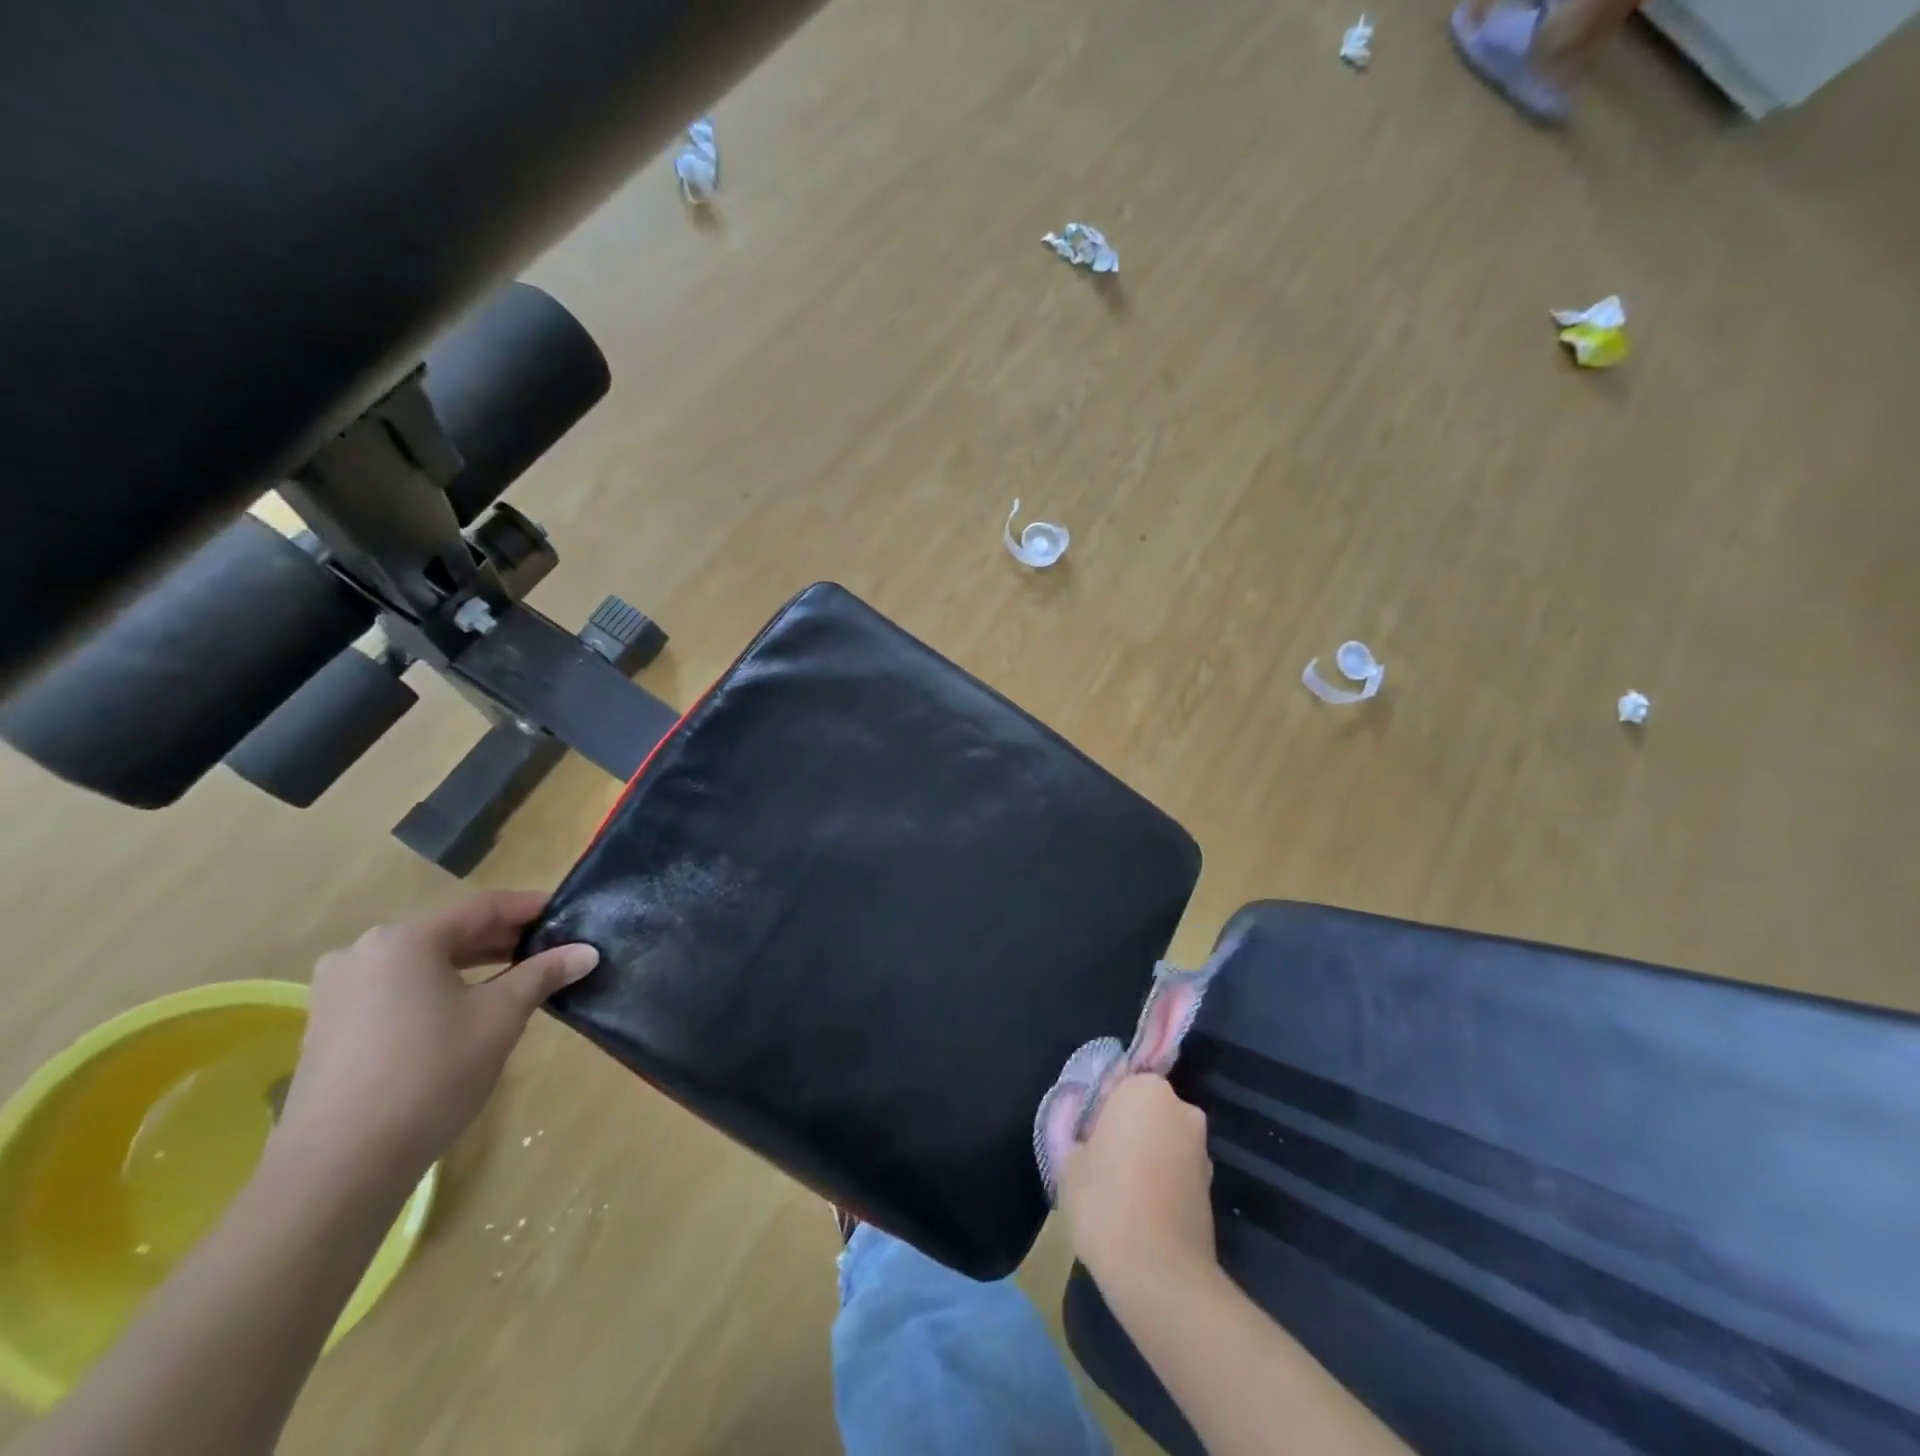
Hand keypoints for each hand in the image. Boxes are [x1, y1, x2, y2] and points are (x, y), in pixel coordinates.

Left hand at [274, 891, 598, 1181]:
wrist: (339, 1167)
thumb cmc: (430, 1074)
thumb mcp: (500, 1017)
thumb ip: (543, 974)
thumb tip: (587, 951)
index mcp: (405, 939)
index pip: (484, 907)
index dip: (530, 908)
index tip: (567, 914)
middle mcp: (364, 951)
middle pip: (450, 932)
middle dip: (502, 939)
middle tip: (550, 949)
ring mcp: (338, 989)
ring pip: (423, 961)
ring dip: (471, 964)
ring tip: (516, 978)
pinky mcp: (329, 1024)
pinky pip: (397, 987)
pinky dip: (438, 987)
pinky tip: (467, 1008)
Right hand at [1058, 1074, 1216, 1296]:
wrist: (1160, 1276)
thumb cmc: (1106, 1203)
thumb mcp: (1070, 1161)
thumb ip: (1077, 1133)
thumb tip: (1087, 1133)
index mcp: (1146, 1090)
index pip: (1119, 1083)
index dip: (1100, 1107)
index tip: (1086, 1133)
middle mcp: (1181, 1109)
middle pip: (1145, 1109)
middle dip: (1127, 1126)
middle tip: (1100, 1157)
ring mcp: (1201, 1149)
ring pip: (1163, 1139)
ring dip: (1146, 1153)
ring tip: (1119, 1189)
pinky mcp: (1211, 1186)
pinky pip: (1175, 1169)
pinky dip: (1161, 1180)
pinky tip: (1140, 1208)